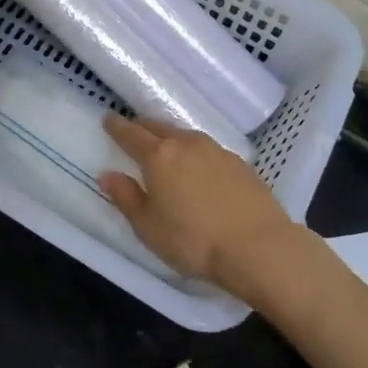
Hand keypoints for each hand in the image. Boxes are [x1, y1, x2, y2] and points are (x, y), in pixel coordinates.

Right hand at [99, 115, 302, 291]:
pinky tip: (199, 169)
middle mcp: (186, 144)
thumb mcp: (148, 227)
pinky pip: (208, 150)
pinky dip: (195, 153)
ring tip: (166, 150)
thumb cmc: (193, 241)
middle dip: (142, 127)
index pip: (131, 134)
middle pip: (158, 127)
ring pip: (185, 136)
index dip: (116, 127)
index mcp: (158, 156)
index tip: (108, 119)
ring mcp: (216, 150)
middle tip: (134, 132)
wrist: (259, 248)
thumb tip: (108, 175)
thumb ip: (126, 198)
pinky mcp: (240, 163)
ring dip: (171, 138)